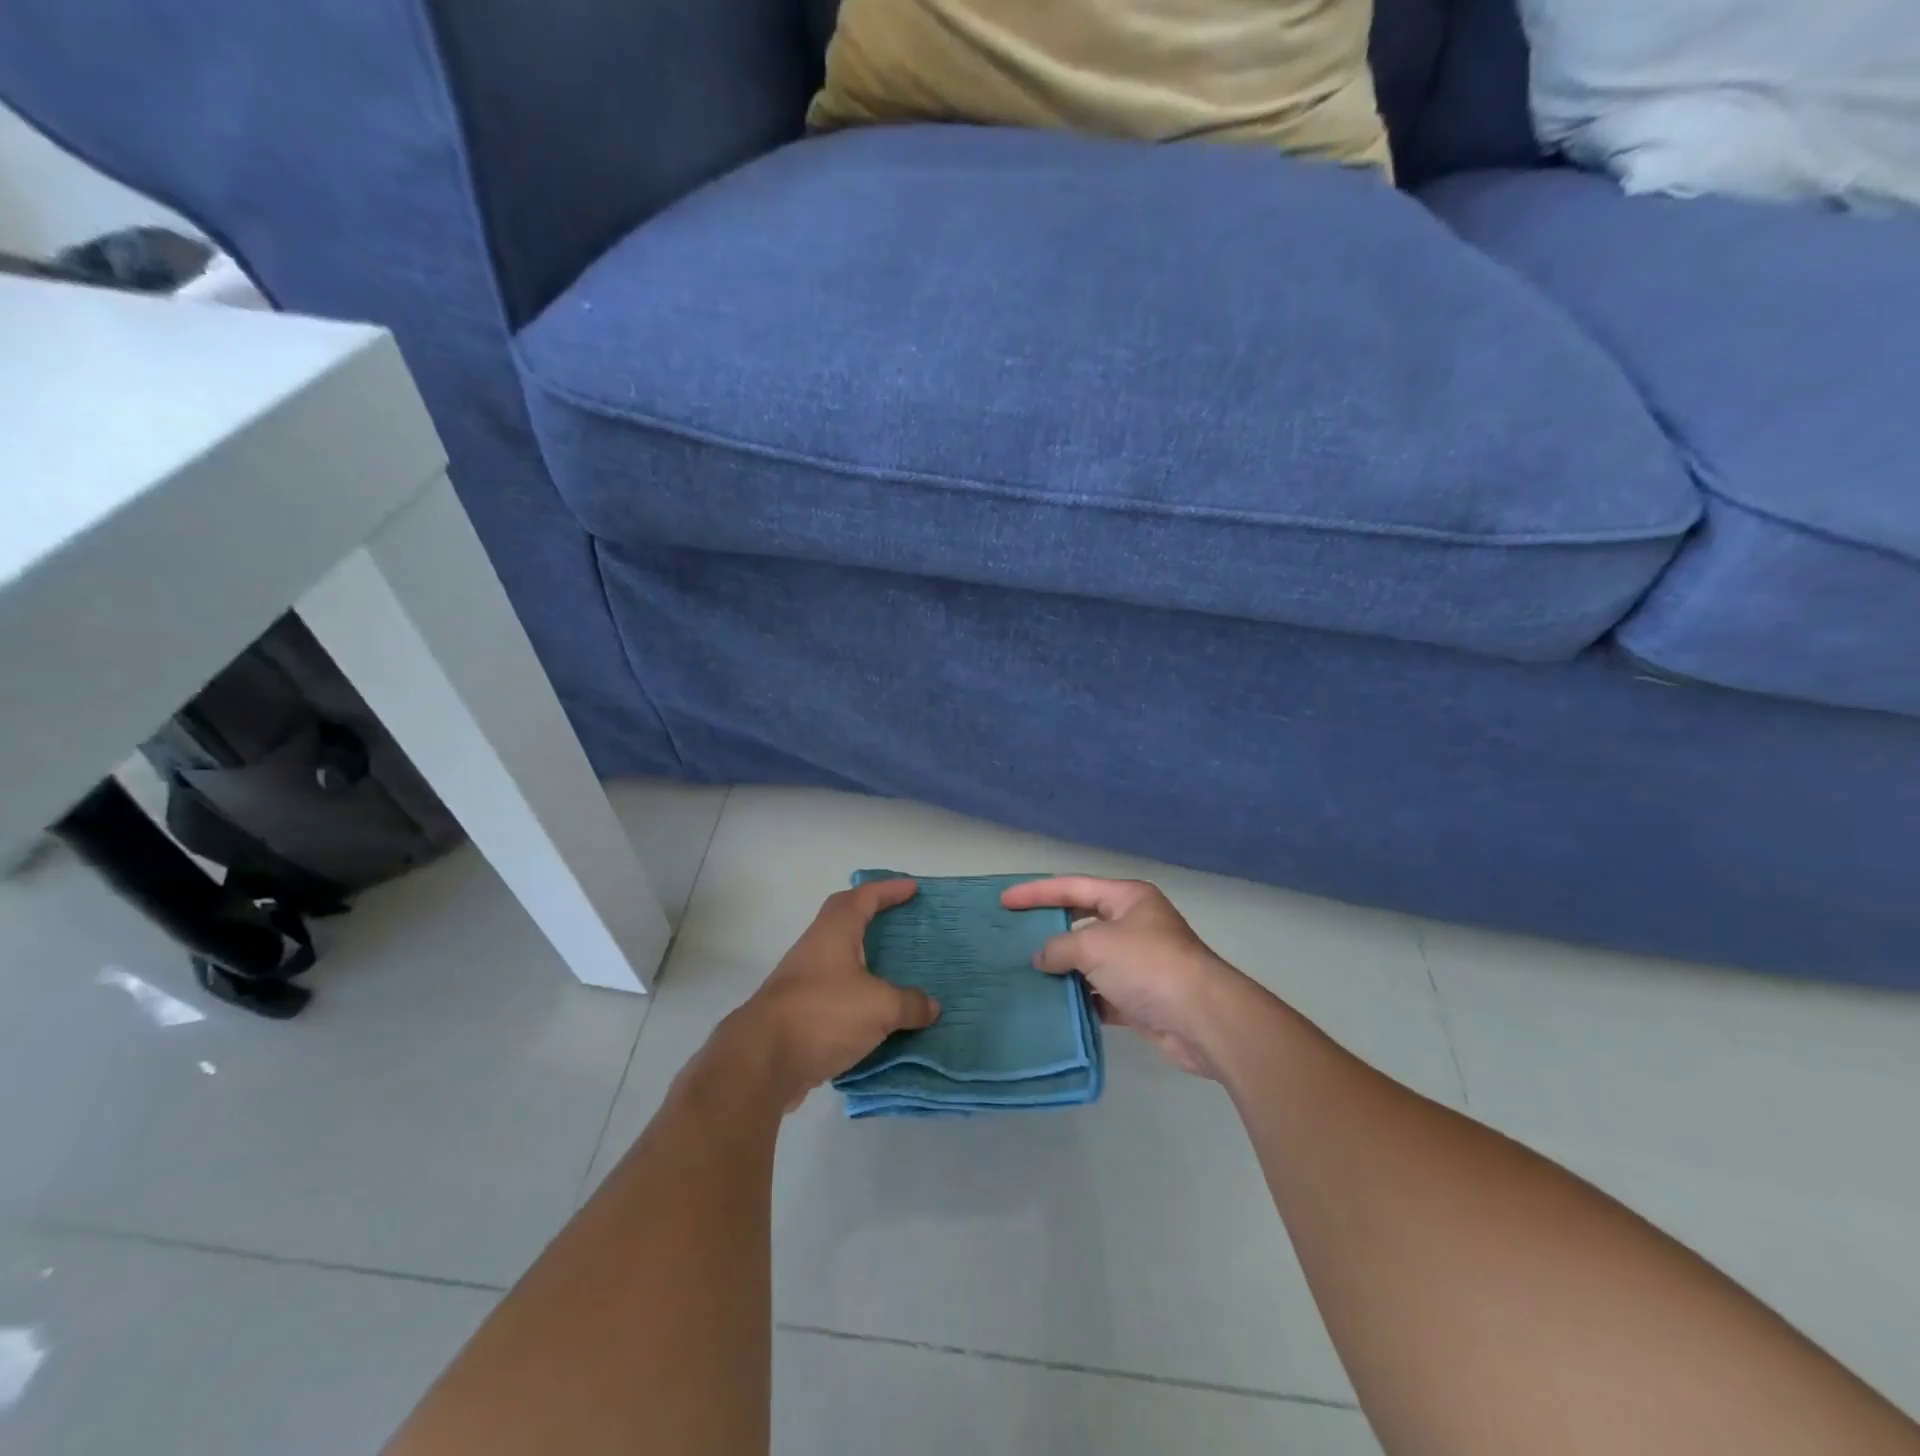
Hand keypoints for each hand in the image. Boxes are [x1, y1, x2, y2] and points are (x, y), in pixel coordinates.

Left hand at [721, 878, 940, 1107]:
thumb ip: (909, 1003)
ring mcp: (802, 980)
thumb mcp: (879, 1007)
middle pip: (843, 918)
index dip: (889, 890)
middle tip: (898, 919)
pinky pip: (834, 991)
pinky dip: (856, 994)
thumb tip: (931, 1006)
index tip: (913, 888)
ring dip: (863, 958)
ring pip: (838, 957)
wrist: (762, 1060)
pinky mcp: (798, 1012)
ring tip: (893, 968)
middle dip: (871, 914)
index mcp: (835, 932)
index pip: (864, 898)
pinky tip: (874, 1013)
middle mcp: (815, 948)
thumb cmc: (824, 1014)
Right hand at [1001, 877, 1250, 1078]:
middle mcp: (1134, 924)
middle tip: (1013, 935)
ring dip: (1063, 968)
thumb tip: (1042, 958)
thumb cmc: (1147, 965)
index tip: (1004, 901)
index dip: (1036, 892)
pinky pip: (1101, 993)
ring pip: (1090, 960)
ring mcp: (1138, 962)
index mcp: (1127, 898)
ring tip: (1025, 973)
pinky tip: (1055, 1005)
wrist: (1201, 1019)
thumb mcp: (1094, 946)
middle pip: (1082, 921)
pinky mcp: (1140, 997)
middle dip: (1049, 929)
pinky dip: (1080, 998)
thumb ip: (1060, 947)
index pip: (1072, 886)